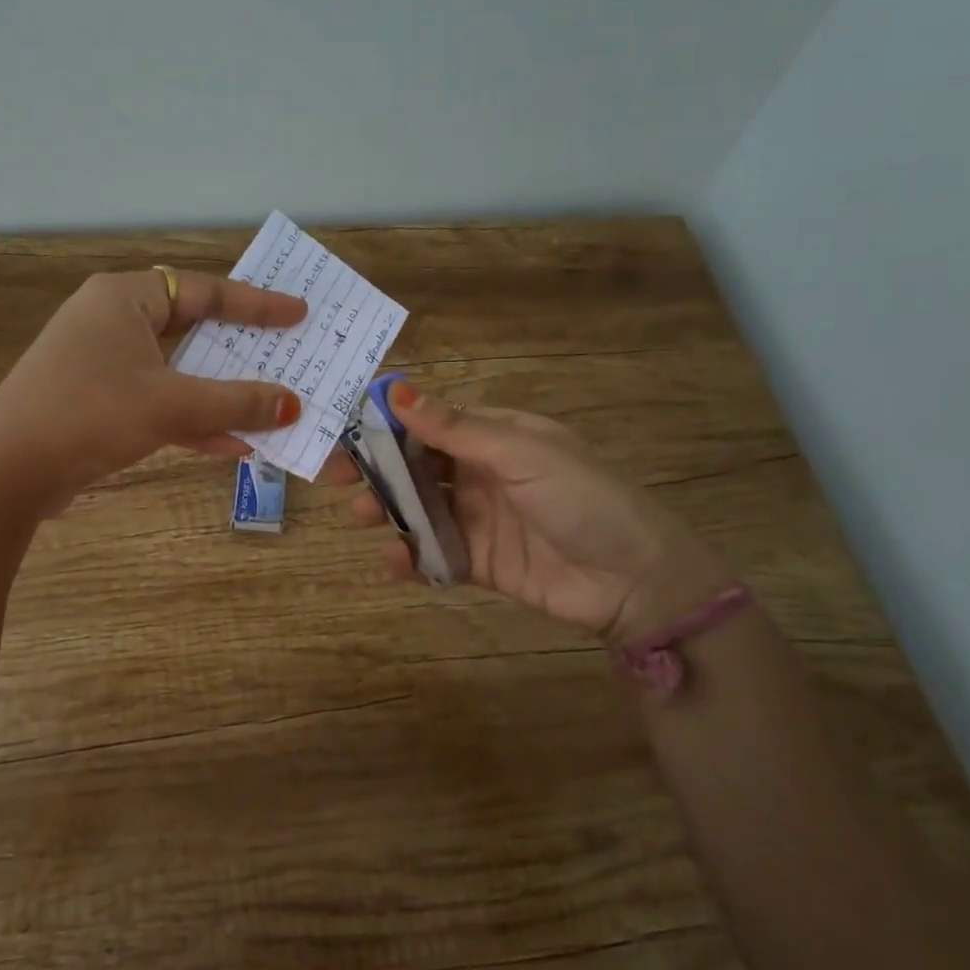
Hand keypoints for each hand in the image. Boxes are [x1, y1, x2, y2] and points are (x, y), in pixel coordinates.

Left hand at [0, 269, 305, 512]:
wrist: (8, 473)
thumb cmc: (90, 415)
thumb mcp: (171, 405)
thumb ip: (236, 402)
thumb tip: (292, 406)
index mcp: (124, 298)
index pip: (204, 290)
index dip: (256, 305)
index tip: (298, 314)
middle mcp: (112, 320)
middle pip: (192, 330)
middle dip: (240, 353)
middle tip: (287, 355)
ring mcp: (102, 362)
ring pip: (177, 371)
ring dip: (220, 394)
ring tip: (270, 407)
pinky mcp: (98, 401)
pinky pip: (158, 401)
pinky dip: (191, 420)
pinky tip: (231, 445)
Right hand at [348, 383, 726, 640]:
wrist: (634, 579)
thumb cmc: (581, 498)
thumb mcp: (521, 453)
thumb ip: (456, 428)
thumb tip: (397, 390)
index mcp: (494, 437)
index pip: (429, 422)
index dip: (387, 423)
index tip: (343, 427)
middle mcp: (481, 473)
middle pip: (415, 466)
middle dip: (375, 469)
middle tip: (334, 477)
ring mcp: (478, 519)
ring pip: (418, 509)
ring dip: (386, 510)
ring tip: (361, 517)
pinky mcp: (479, 562)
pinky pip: (434, 554)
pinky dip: (410, 557)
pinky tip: (394, 558)